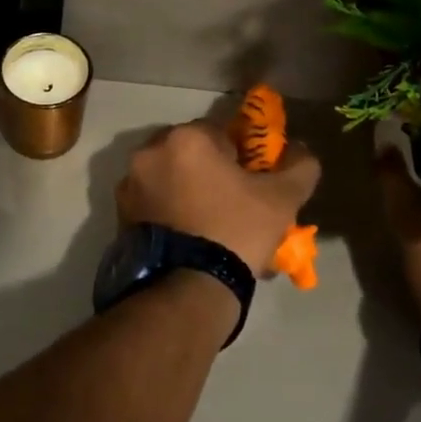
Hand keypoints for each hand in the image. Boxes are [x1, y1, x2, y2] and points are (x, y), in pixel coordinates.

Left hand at [116, 121, 320, 278]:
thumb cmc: (236, 232)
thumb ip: (299, 165)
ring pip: (169, 177)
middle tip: (232, 203)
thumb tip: (301, 151)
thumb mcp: (282, 199)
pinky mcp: (119, 214)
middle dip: (210, 171)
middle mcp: (150, 152)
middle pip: (191, 153)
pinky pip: (153, 201)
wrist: (187, 290)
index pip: (221, 132)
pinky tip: (187, 236)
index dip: (241, 156)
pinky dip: (169, 210)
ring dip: (187, 189)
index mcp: (186, 138)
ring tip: (209, 224)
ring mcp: (129, 184)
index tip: (251, 183)